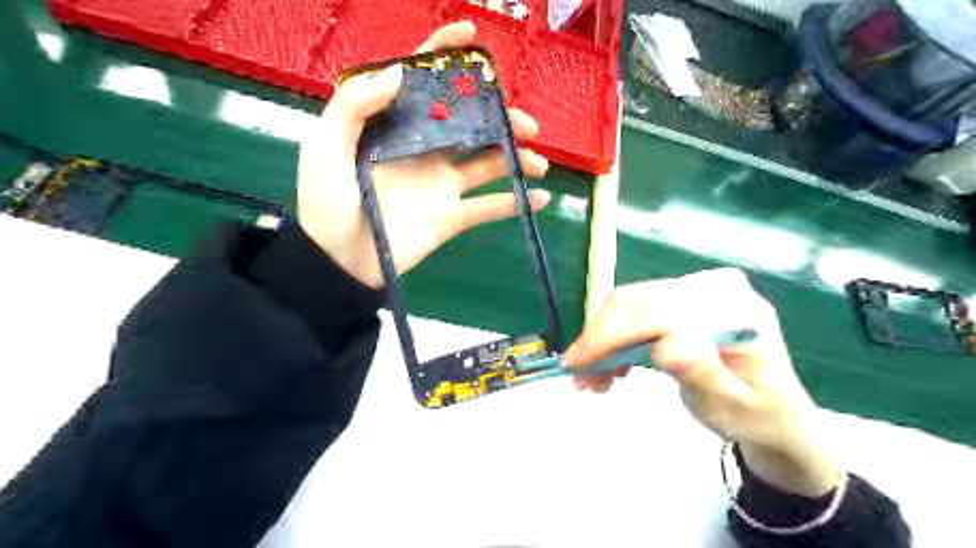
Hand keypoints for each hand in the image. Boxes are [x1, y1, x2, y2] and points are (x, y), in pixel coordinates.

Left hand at [297, 21, 551, 285]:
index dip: (445, 55)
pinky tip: (539, 197)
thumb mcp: (325, 148)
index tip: (471, 35)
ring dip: (516, 158)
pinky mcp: (452, 215)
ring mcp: (442, 184)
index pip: (422, 83)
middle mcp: (424, 150)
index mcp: (395, 128)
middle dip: (500, 118)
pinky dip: (516, 203)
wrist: (341, 263)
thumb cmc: (327, 204)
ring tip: (537, 161)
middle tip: (525, 124)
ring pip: (488, 163)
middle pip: (469, 124)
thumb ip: (354, 106)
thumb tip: (400, 72)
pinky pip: (489, 207)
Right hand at [561, 267, 843, 495]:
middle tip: (578, 374)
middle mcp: (713, 288)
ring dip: (603, 341)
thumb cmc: (757, 412)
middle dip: (599, 338)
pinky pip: (635, 313)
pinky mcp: (681, 300)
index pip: (657, 311)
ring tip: (593, 379)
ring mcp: (696, 290)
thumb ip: (702, 372)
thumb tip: (664, 346)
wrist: (773, 410)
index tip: (576, 364)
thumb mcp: (732, 404)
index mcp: (735, 309)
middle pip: (637, 301)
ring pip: (629, 306)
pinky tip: (610, 367)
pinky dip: (615, 340)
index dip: (610, 334)